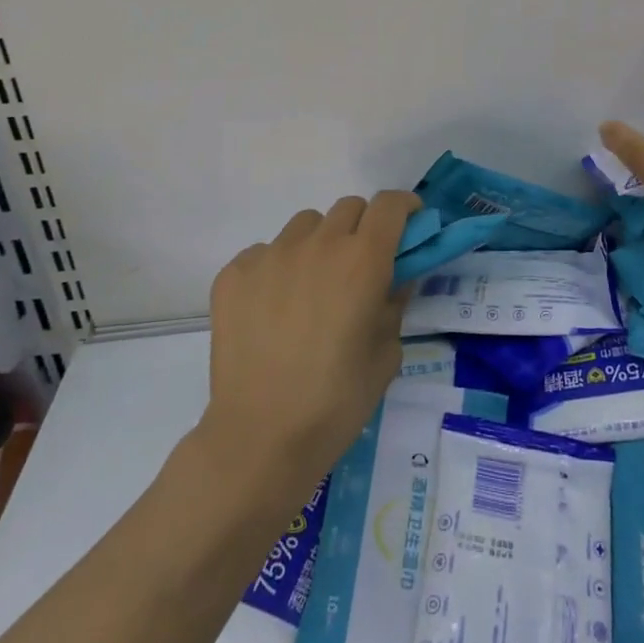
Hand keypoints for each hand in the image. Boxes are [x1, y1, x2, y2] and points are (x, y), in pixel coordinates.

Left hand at [201, 192, 416, 490]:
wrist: (260, 438)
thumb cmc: (336, 402)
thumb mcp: (386, 355)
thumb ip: (394, 305)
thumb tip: (392, 281)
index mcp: (362, 260)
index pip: (390, 204)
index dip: (405, 208)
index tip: (409, 224)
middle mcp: (318, 244)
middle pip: (348, 208)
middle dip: (362, 227)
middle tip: (360, 267)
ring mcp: (271, 255)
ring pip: (305, 226)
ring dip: (319, 243)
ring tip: (311, 288)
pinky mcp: (234, 273)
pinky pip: (265, 252)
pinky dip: (277, 269)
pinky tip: (272, 310)